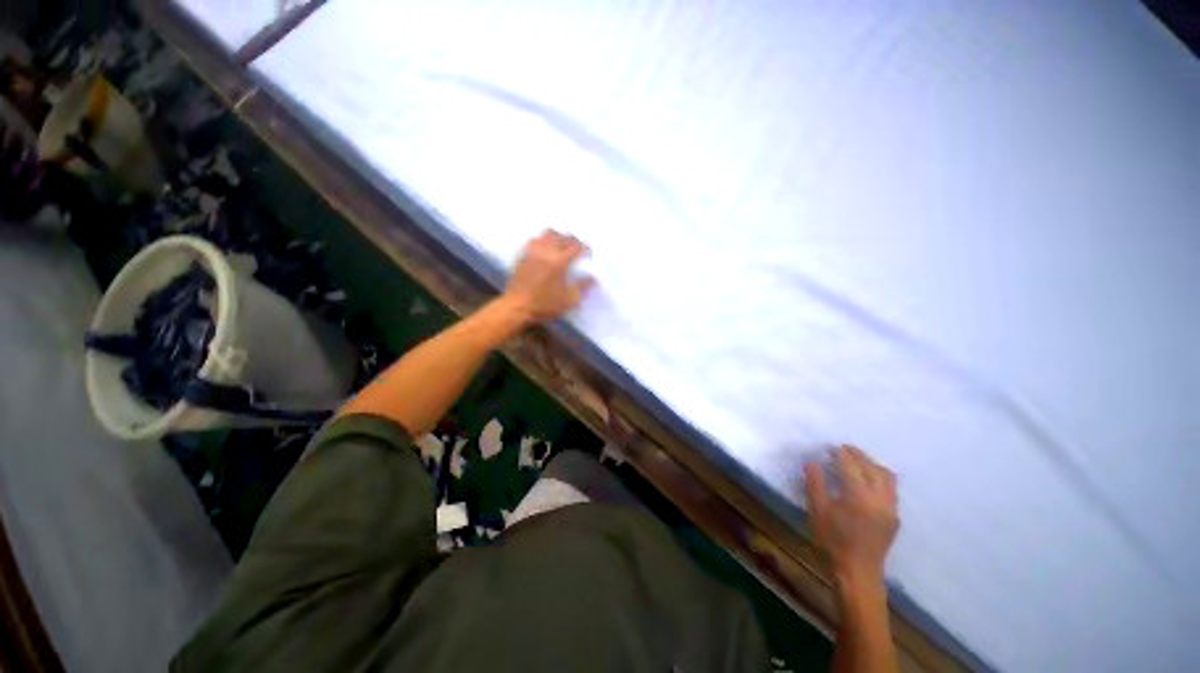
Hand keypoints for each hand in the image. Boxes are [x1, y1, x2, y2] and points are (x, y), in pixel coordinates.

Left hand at [501, 230, 594, 322]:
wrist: (516, 307)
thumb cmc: (544, 305)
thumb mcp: (568, 301)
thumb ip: (582, 287)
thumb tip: (592, 278)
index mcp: (560, 261)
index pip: (577, 246)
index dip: (585, 248)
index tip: (587, 255)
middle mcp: (547, 251)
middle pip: (562, 236)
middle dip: (572, 240)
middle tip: (575, 249)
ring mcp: (533, 252)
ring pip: (547, 234)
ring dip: (556, 237)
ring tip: (559, 246)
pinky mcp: (522, 255)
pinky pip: (533, 241)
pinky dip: (541, 241)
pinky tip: (543, 250)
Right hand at [804, 446, 898, 584]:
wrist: (857, 574)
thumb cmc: (832, 547)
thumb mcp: (818, 517)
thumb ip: (816, 487)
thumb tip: (812, 462)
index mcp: (858, 494)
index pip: (850, 465)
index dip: (841, 454)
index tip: (832, 448)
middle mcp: (879, 495)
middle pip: (871, 466)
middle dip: (858, 455)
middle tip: (846, 450)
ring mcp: (890, 505)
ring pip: (886, 475)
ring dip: (873, 465)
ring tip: (862, 464)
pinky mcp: (895, 516)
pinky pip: (891, 490)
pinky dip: (882, 481)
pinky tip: (873, 487)